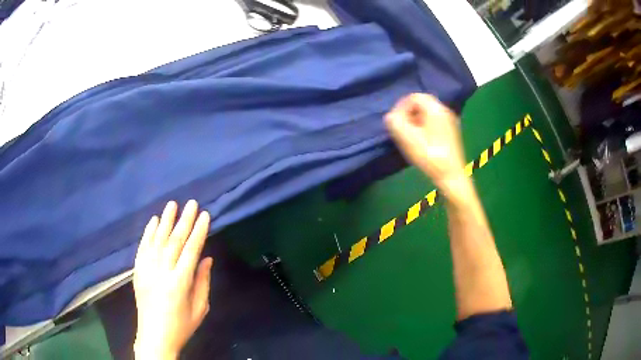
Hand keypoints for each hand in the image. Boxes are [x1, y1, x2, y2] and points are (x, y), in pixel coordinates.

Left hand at [133, 200, 212, 359]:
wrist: (155, 336)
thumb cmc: (181, 325)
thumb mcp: (200, 309)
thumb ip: (203, 282)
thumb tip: (207, 258)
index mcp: (180, 283)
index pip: (191, 251)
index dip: (198, 231)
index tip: (205, 215)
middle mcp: (162, 272)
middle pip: (174, 241)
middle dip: (184, 220)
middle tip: (191, 203)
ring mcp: (147, 270)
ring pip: (157, 240)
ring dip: (165, 221)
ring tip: (172, 204)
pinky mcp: (137, 271)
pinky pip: (143, 247)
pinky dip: (148, 233)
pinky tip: (153, 221)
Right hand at [385, 94, 468, 196]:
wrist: (452, 177)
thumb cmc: (429, 156)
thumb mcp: (407, 138)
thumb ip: (395, 122)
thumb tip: (392, 116)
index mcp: (436, 109)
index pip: (414, 97)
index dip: (401, 106)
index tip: (396, 121)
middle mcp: (445, 111)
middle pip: (422, 104)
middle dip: (408, 114)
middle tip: (401, 129)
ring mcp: (451, 122)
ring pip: (429, 114)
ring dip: (416, 121)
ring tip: (410, 137)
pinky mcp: (452, 133)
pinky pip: (435, 123)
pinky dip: (425, 127)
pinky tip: (422, 142)